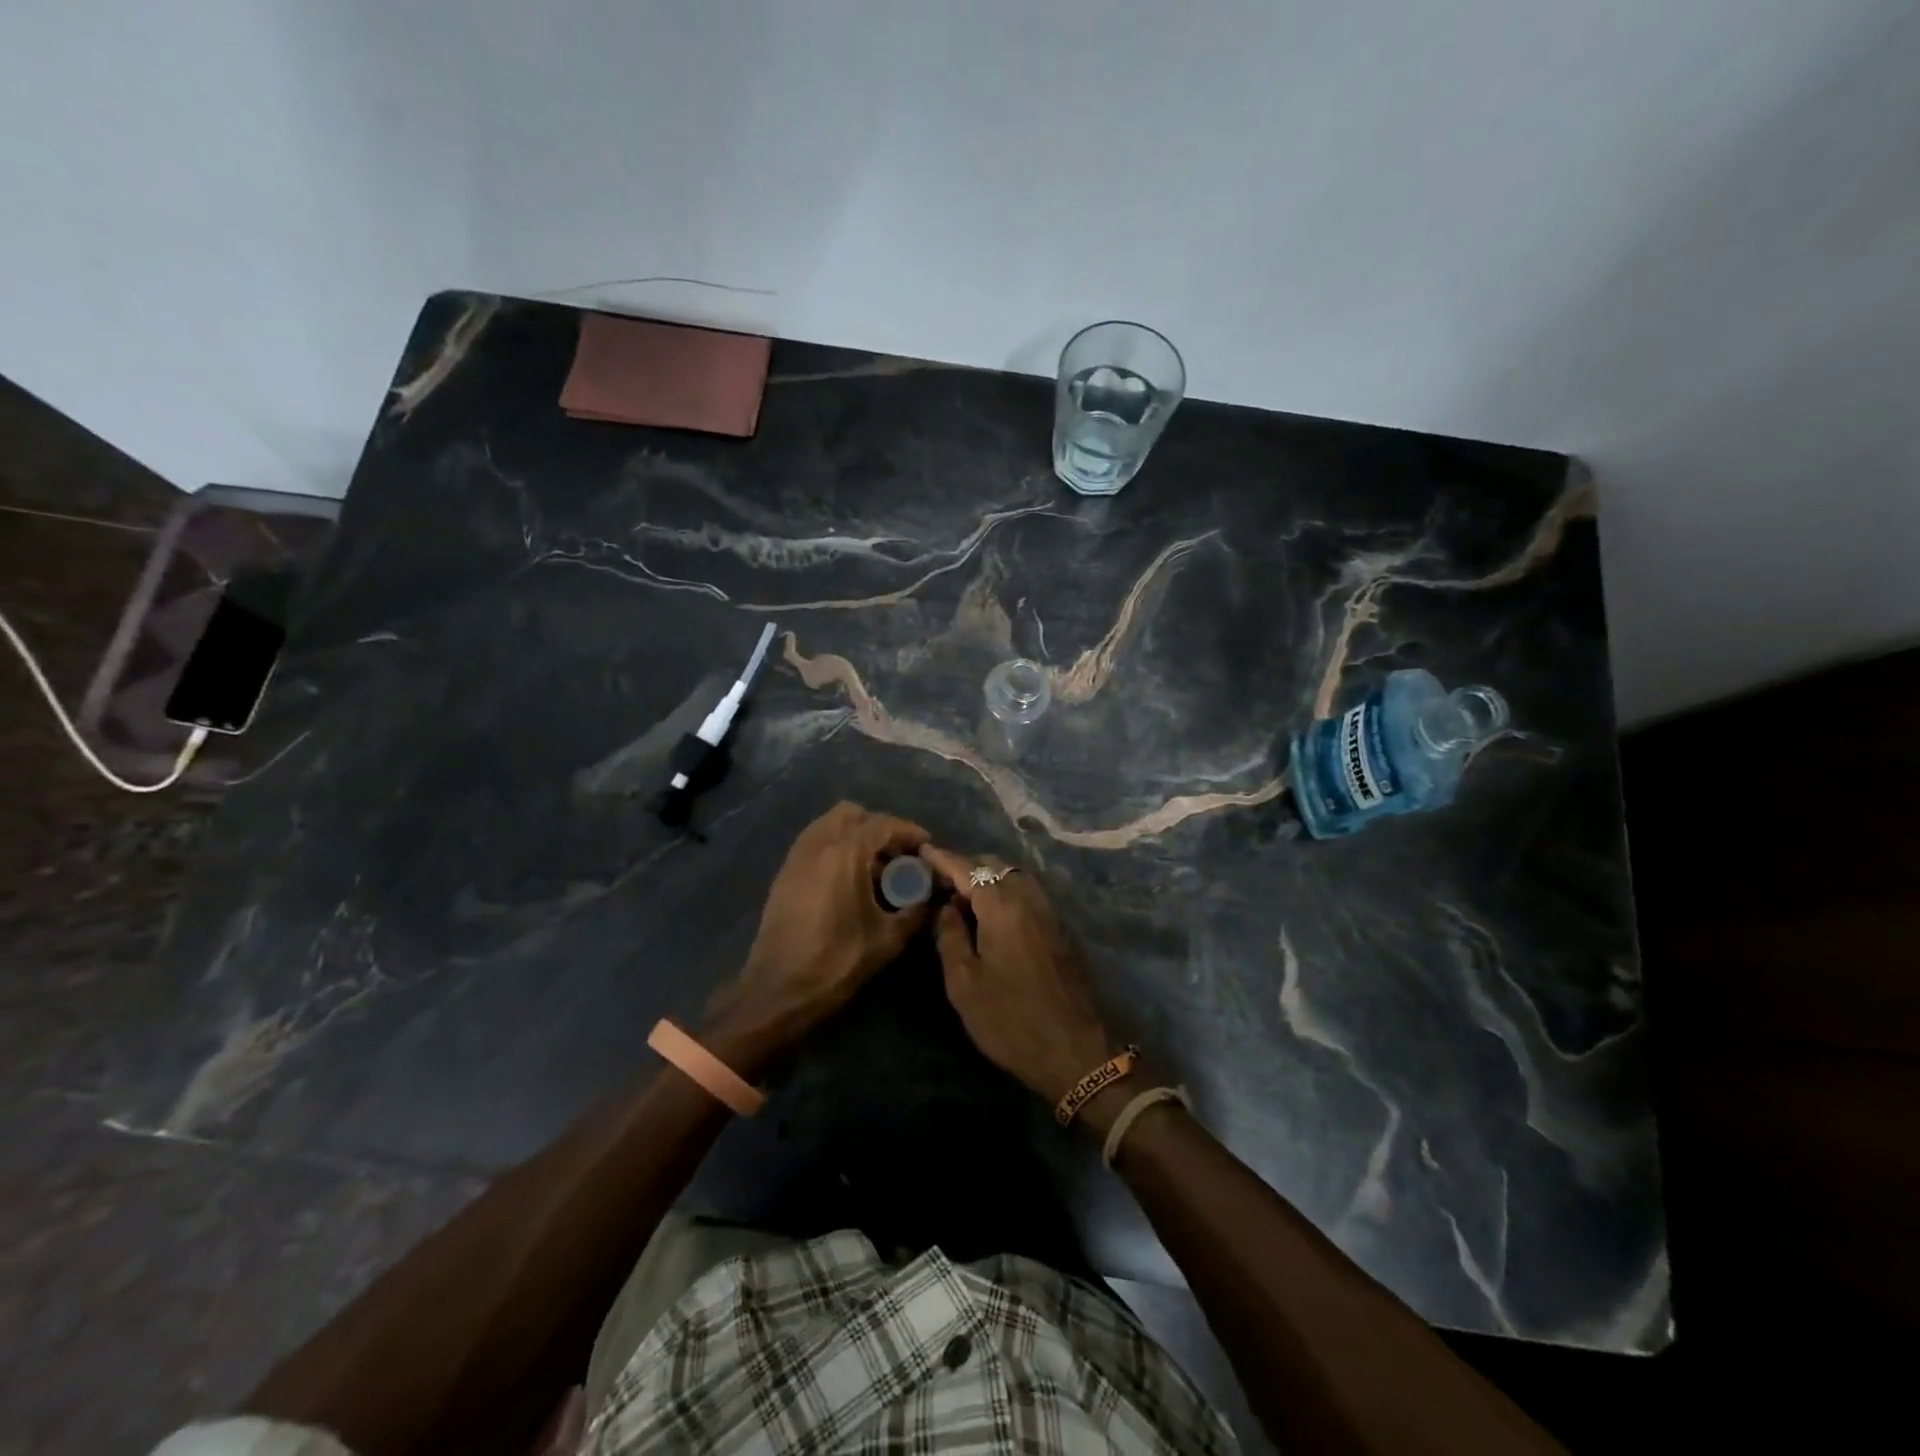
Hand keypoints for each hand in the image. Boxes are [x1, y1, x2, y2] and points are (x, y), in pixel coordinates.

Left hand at [705, 802, 929, 1071]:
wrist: (778, 990)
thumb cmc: (837, 962)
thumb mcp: (887, 939)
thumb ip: (916, 911)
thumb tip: (934, 897)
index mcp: (845, 853)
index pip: (883, 824)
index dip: (909, 831)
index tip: (926, 846)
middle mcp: (818, 843)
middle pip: (853, 815)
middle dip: (879, 828)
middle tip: (898, 855)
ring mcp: (797, 856)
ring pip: (830, 825)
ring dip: (855, 836)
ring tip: (874, 867)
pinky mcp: (784, 873)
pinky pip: (815, 842)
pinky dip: (835, 847)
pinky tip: (849, 879)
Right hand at [919, 846, 1116, 1103]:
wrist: (1073, 1050)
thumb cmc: (1010, 1019)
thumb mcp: (964, 983)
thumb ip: (950, 936)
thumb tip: (947, 908)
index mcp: (1002, 905)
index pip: (967, 868)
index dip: (942, 858)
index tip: (922, 850)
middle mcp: (1028, 897)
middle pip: (993, 865)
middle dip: (965, 866)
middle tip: (938, 881)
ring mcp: (1048, 911)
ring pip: (1013, 876)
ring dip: (987, 878)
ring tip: (961, 898)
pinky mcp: (1059, 927)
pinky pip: (1027, 892)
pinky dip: (1005, 891)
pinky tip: (990, 915)